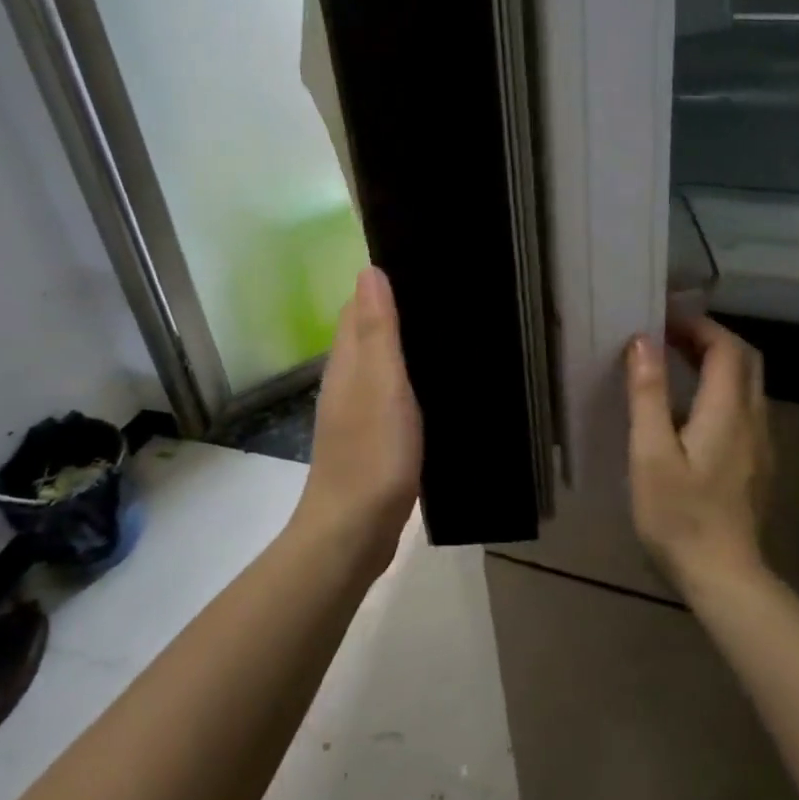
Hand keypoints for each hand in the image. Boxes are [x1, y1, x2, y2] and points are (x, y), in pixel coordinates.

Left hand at [293, 266, 422, 575]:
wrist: (354, 531)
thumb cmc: (372, 453)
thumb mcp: (381, 383)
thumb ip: (376, 330)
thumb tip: (369, 270)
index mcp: (347, 362)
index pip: (357, 307)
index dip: (383, 285)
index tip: (423, 268)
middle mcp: (347, 381)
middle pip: (369, 334)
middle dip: (399, 312)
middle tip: (449, 299)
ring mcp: (357, 413)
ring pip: (381, 366)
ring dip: (406, 348)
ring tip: (451, 335)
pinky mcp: (372, 440)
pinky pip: (392, 396)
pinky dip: (411, 383)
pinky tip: (438, 388)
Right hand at [625, 314, 772, 591]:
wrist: (724, 577)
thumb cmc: (679, 515)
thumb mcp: (651, 453)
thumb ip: (649, 394)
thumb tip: (643, 342)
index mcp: (728, 411)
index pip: (726, 347)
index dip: (698, 326)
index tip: (663, 320)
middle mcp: (753, 419)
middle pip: (745, 360)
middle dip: (710, 338)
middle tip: (669, 336)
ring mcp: (760, 444)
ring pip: (748, 385)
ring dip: (716, 364)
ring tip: (675, 364)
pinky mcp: (757, 464)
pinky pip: (744, 409)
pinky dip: (720, 391)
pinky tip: (690, 411)